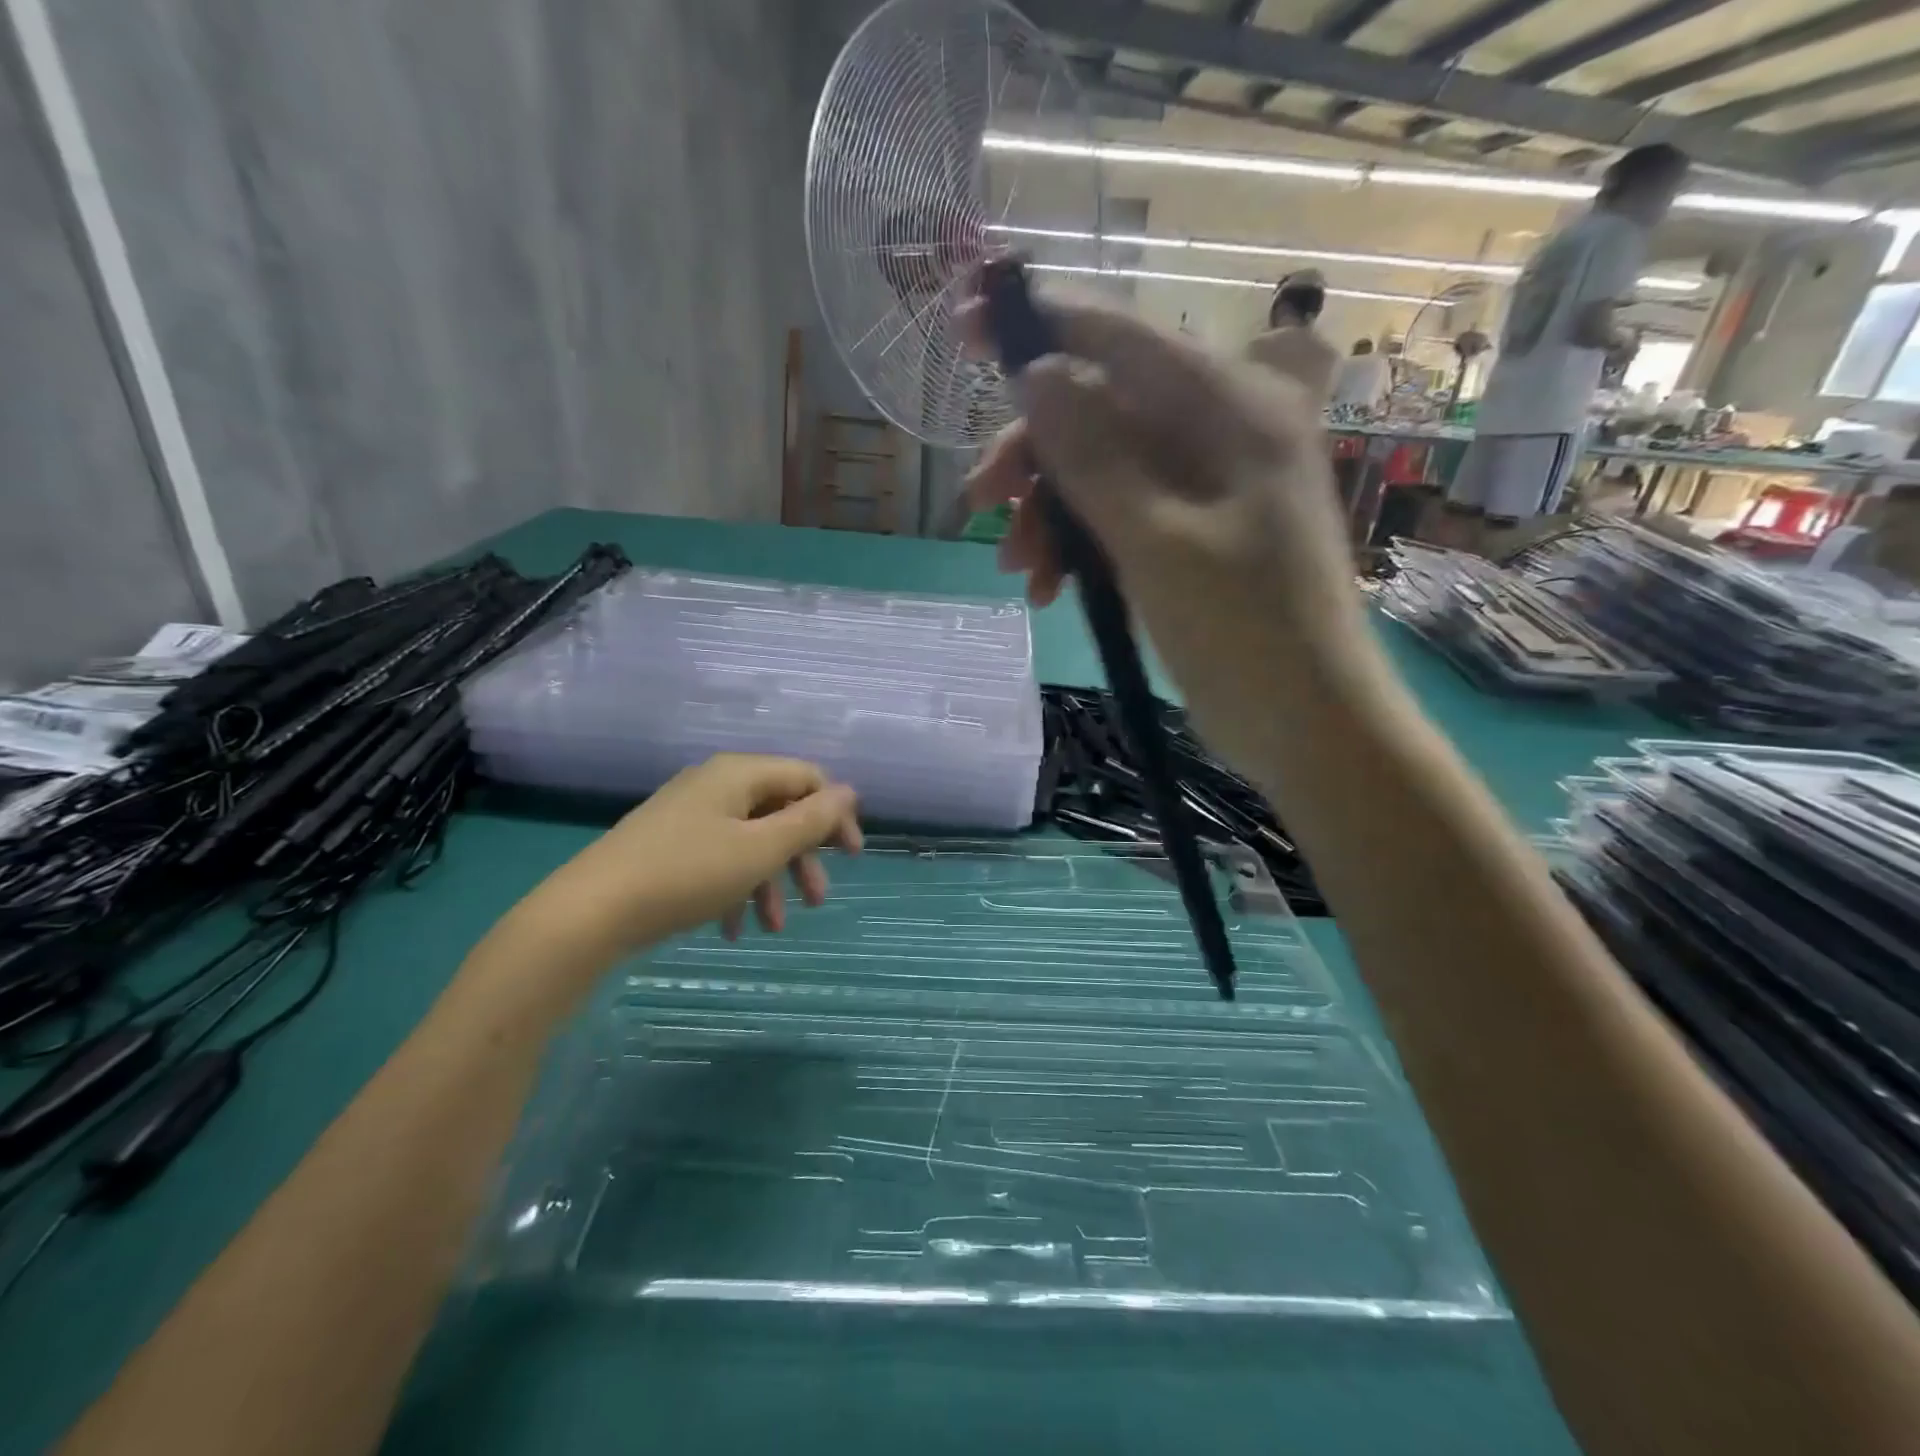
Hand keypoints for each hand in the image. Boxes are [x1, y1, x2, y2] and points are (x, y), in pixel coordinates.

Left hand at [506, 754, 862, 962]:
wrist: (590, 912)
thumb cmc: (687, 874)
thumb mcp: (761, 850)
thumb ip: (811, 820)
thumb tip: (850, 792)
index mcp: (740, 774)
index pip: (807, 778)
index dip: (835, 814)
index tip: (851, 858)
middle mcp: (716, 785)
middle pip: (780, 811)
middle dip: (803, 856)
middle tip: (818, 898)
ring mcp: (689, 814)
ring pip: (750, 840)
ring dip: (771, 880)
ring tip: (775, 926)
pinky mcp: (669, 844)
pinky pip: (719, 857)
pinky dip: (736, 888)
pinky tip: (735, 929)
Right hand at [959, 293, 1383, 776]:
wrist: (1305, 723)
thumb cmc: (1244, 630)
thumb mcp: (1157, 541)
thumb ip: (1094, 454)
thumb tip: (1037, 372)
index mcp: (1230, 406)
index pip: (1120, 337)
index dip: (1039, 326)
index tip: (964, 332)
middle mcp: (1219, 429)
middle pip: (1100, 407)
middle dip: (1033, 455)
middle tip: (979, 505)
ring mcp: (1204, 484)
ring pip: (1099, 467)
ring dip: (1048, 512)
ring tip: (1019, 569)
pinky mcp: (1189, 532)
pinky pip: (1115, 514)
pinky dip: (1076, 544)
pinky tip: (1049, 588)